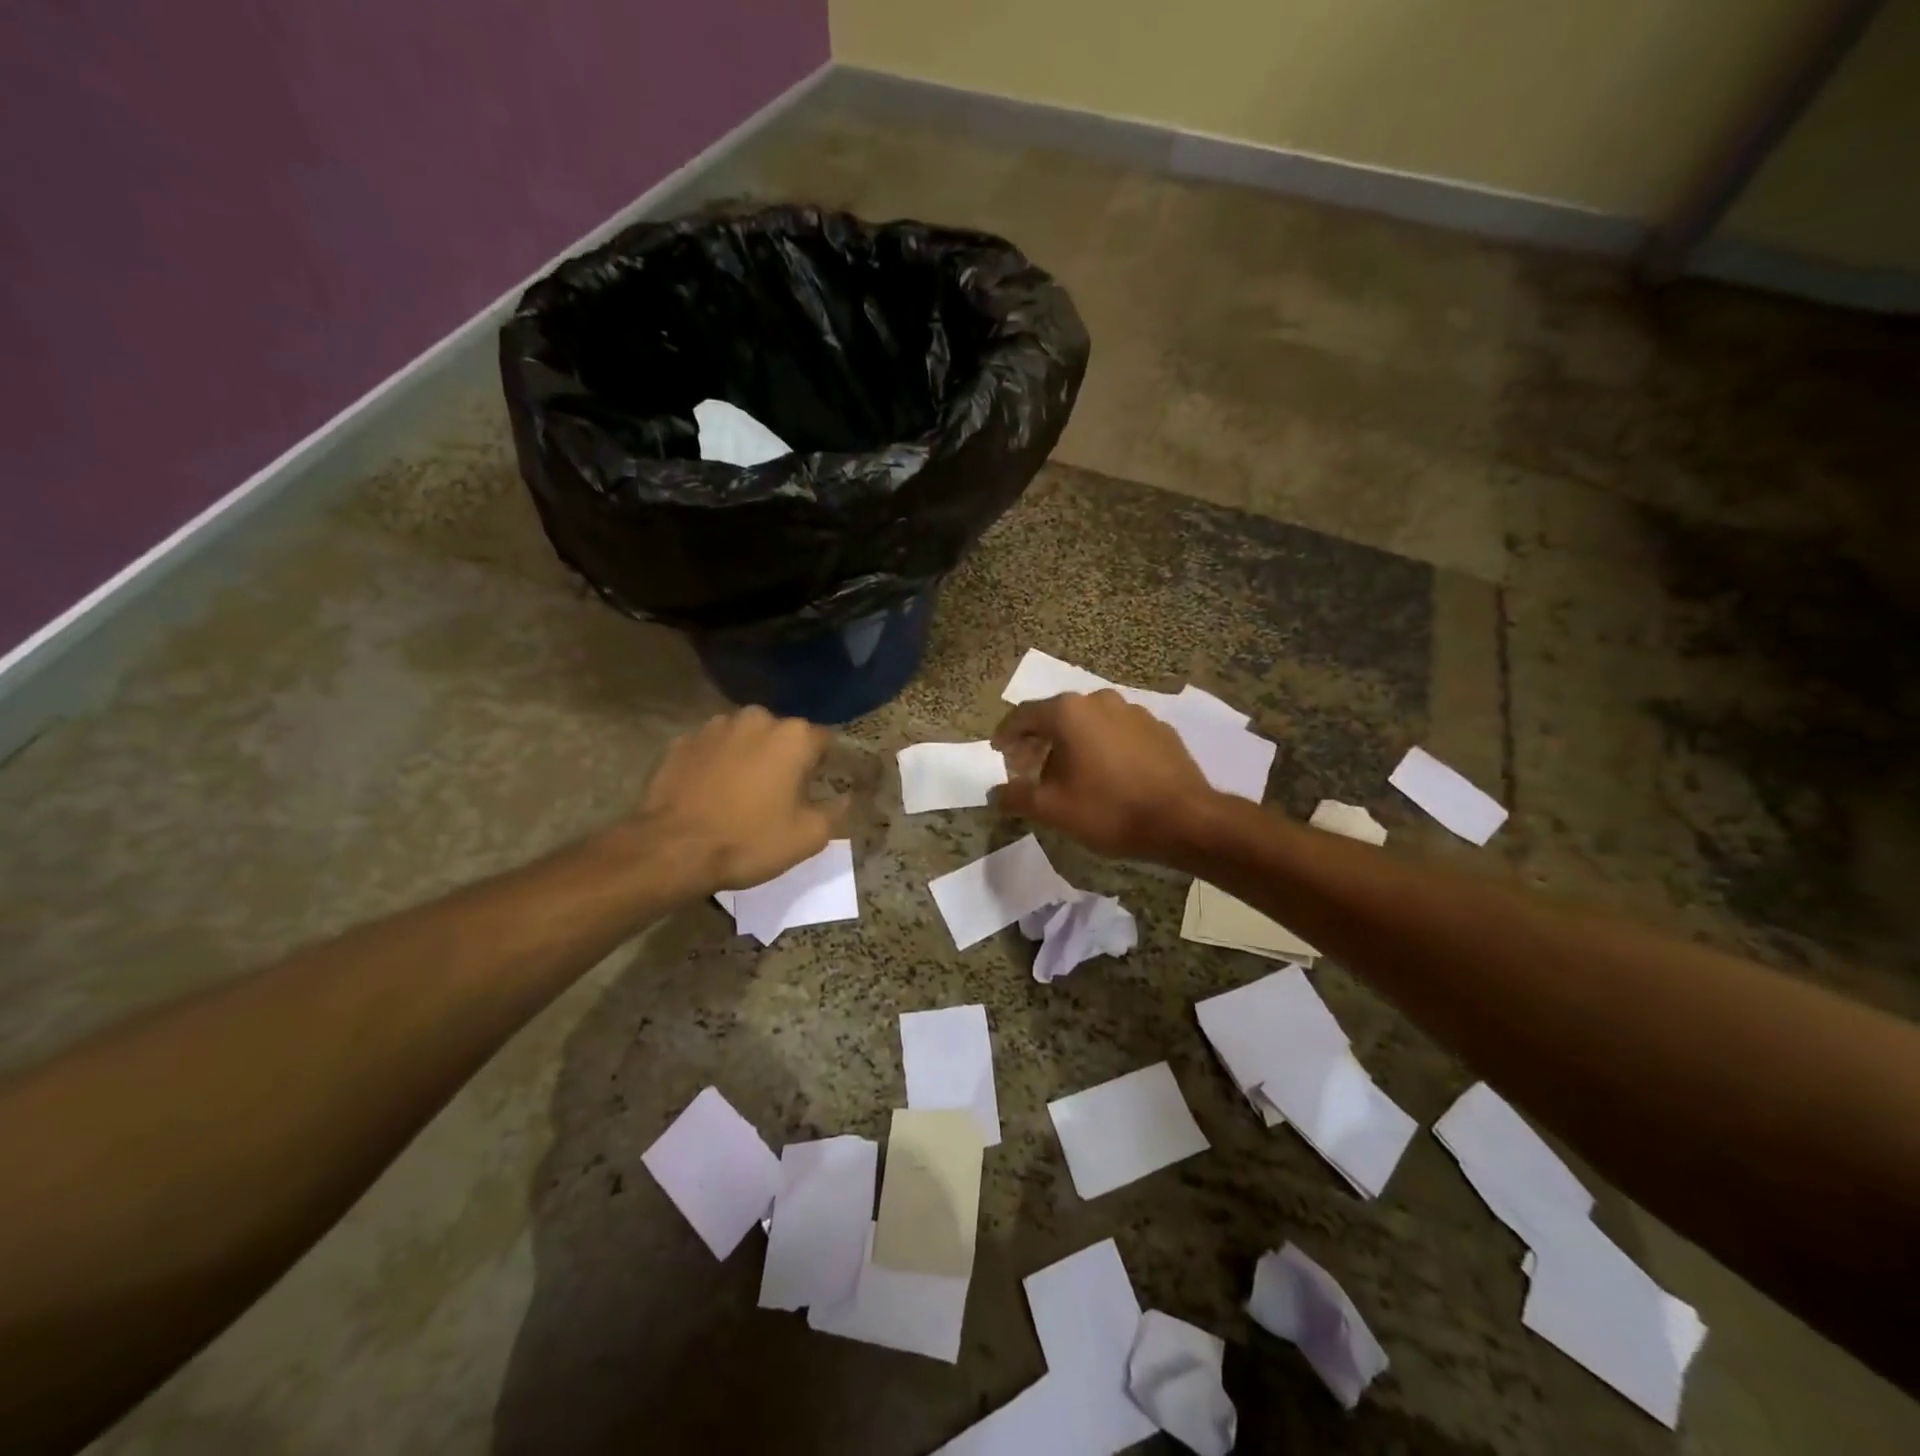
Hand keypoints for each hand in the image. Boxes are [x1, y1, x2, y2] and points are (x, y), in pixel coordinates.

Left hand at [636, 708, 846, 893]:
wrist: (672, 850)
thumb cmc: (749, 840)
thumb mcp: (809, 837)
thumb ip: (836, 811)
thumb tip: (846, 797)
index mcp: (793, 736)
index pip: (824, 741)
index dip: (824, 766)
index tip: (816, 789)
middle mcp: (756, 719)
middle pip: (782, 735)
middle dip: (784, 757)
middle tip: (779, 794)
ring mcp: (714, 727)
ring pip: (744, 738)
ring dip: (748, 757)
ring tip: (741, 793)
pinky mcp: (681, 742)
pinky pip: (710, 750)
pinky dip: (715, 764)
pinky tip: (710, 793)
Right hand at [990, 691, 1217, 859]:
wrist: (1183, 820)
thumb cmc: (1109, 810)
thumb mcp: (1052, 809)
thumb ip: (1016, 797)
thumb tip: (993, 794)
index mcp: (1069, 712)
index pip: (1024, 715)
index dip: (1006, 733)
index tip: (999, 750)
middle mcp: (1100, 701)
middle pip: (1057, 715)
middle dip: (1039, 739)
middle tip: (1028, 765)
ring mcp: (1134, 712)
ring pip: (1090, 722)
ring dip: (1072, 742)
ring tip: (1068, 771)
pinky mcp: (1159, 729)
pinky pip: (1118, 733)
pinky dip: (1103, 746)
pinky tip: (1106, 773)